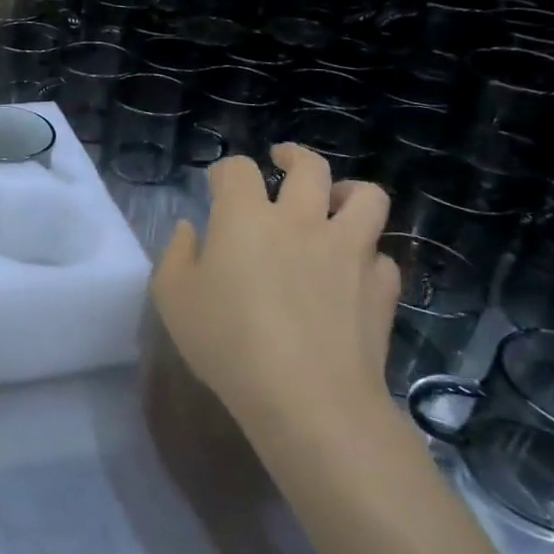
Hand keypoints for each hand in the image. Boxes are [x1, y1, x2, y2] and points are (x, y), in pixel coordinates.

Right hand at [152, 144, 400, 453]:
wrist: (308, 398)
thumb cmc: (228, 343)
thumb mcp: (173, 298)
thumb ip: (176, 254)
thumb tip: (190, 229)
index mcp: (245, 217)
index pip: (237, 169)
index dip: (225, 170)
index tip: (218, 184)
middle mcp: (300, 220)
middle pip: (309, 166)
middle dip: (293, 156)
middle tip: (283, 161)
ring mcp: (348, 250)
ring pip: (366, 197)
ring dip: (349, 192)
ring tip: (336, 201)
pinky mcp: (380, 285)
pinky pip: (381, 254)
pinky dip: (366, 255)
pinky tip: (352, 270)